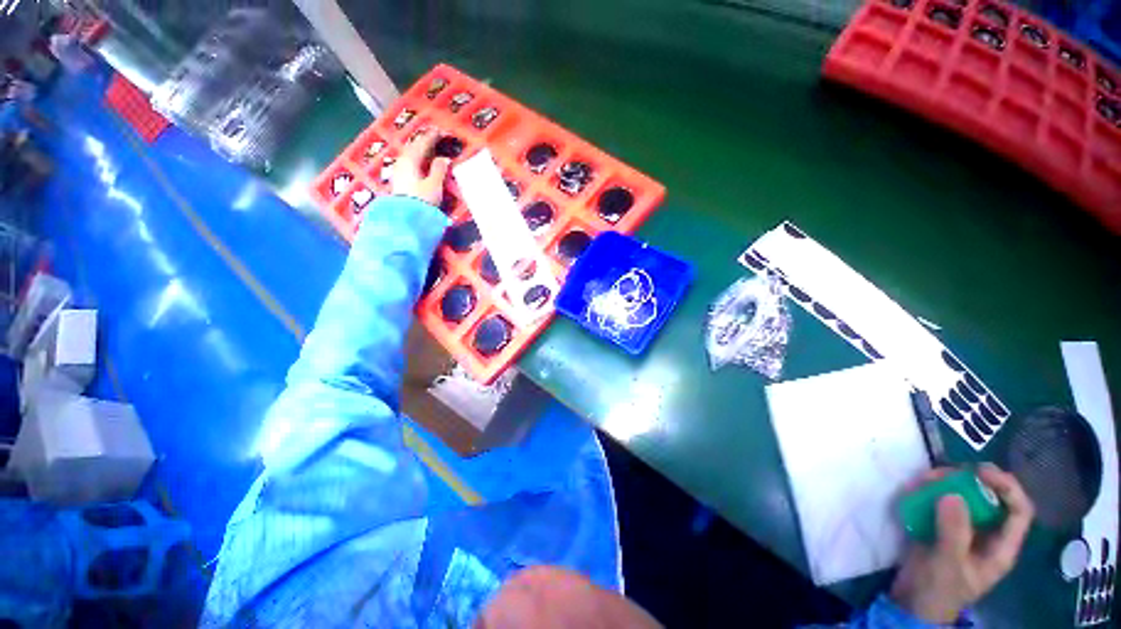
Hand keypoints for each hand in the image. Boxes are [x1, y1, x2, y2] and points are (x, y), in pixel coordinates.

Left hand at [391, 127, 450, 205]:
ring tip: (427, 150)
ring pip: (410, 156)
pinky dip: (416, 161)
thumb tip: (444, 158)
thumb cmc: (421, 200)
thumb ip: (439, 170)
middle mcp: (402, 163)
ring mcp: (399, 172)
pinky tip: (420, 164)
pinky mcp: (399, 182)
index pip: (421, 144)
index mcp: (410, 160)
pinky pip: (408, 164)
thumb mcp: (434, 185)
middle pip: (413, 149)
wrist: (406, 218)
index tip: (439, 131)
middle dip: (423, 143)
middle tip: (433, 138)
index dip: (431, 137)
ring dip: (419, 152)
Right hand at [890, 463, 1034, 622]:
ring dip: (943, 484)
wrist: (911, 603)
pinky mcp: (939, 527)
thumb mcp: (948, 564)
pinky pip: (938, 502)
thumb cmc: (939, 590)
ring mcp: (961, 530)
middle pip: (989, 498)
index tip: (981, 471)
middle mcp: (985, 534)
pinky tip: (912, 491)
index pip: (1018, 511)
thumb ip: (953, 532)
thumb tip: (953, 493)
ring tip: (921, 480)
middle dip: (968, 481)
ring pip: (961, 497)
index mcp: (1000, 547)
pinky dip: (926, 492)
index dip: (1007, 487)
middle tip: (942, 473)